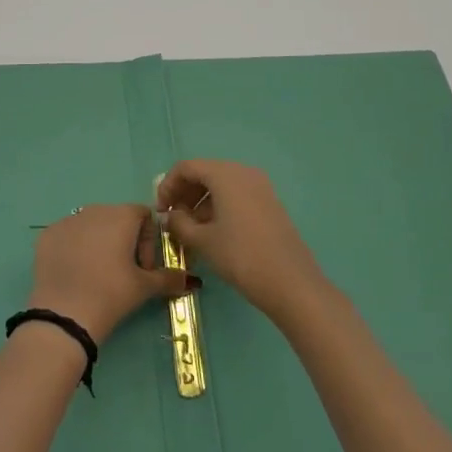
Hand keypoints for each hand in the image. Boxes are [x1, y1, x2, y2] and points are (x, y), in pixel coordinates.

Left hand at [28, 204, 189, 344]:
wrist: (64, 312)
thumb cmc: (111, 294)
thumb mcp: (144, 287)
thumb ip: (169, 278)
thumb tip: (191, 280)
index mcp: (120, 215)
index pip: (143, 215)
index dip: (149, 240)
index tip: (144, 268)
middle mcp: (93, 209)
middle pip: (116, 219)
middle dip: (125, 242)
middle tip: (124, 274)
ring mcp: (66, 220)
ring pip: (90, 226)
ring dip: (99, 243)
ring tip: (98, 275)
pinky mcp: (47, 235)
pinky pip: (68, 235)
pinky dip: (75, 249)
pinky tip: (76, 273)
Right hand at [156, 161, 327, 326]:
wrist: (291, 284)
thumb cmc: (241, 256)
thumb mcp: (202, 241)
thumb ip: (179, 223)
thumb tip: (170, 217)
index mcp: (225, 174)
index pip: (186, 168)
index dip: (167, 186)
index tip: (160, 211)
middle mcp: (244, 172)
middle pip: (205, 173)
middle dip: (184, 193)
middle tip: (172, 219)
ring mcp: (261, 188)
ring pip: (221, 185)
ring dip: (200, 202)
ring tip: (190, 229)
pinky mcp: (270, 204)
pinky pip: (237, 196)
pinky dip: (219, 207)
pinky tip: (213, 232)